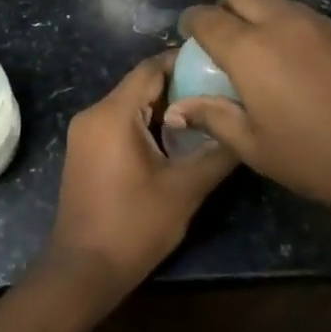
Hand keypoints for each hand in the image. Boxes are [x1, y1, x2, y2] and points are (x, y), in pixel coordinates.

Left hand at [46, 52, 238, 292]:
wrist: (84, 270)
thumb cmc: (134, 225)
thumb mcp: (185, 189)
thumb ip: (218, 152)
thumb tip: (245, 126)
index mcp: (111, 114)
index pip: (151, 68)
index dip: (184, 62)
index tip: (219, 65)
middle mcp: (92, 115)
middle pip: (140, 85)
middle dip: (180, 86)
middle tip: (221, 92)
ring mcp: (84, 135)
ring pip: (130, 106)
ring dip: (165, 108)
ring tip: (208, 115)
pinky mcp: (86, 153)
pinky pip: (119, 125)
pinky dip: (147, 125)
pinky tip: (177, 140)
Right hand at [165, 0, 330, 229]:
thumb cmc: (316, 159)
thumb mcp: (254, 147)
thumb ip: (213, 118)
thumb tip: (178, 108)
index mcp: (251, 50)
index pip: (208, 18)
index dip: (191, 23)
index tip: (187, 36)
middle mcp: (283, 24)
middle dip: (225, 5)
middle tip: (223, 37)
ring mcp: (321, 25)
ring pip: (278, 0)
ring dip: (260, 13)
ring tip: (260, 52)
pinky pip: (306, 16)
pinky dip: (289, 26)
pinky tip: (296, 64)